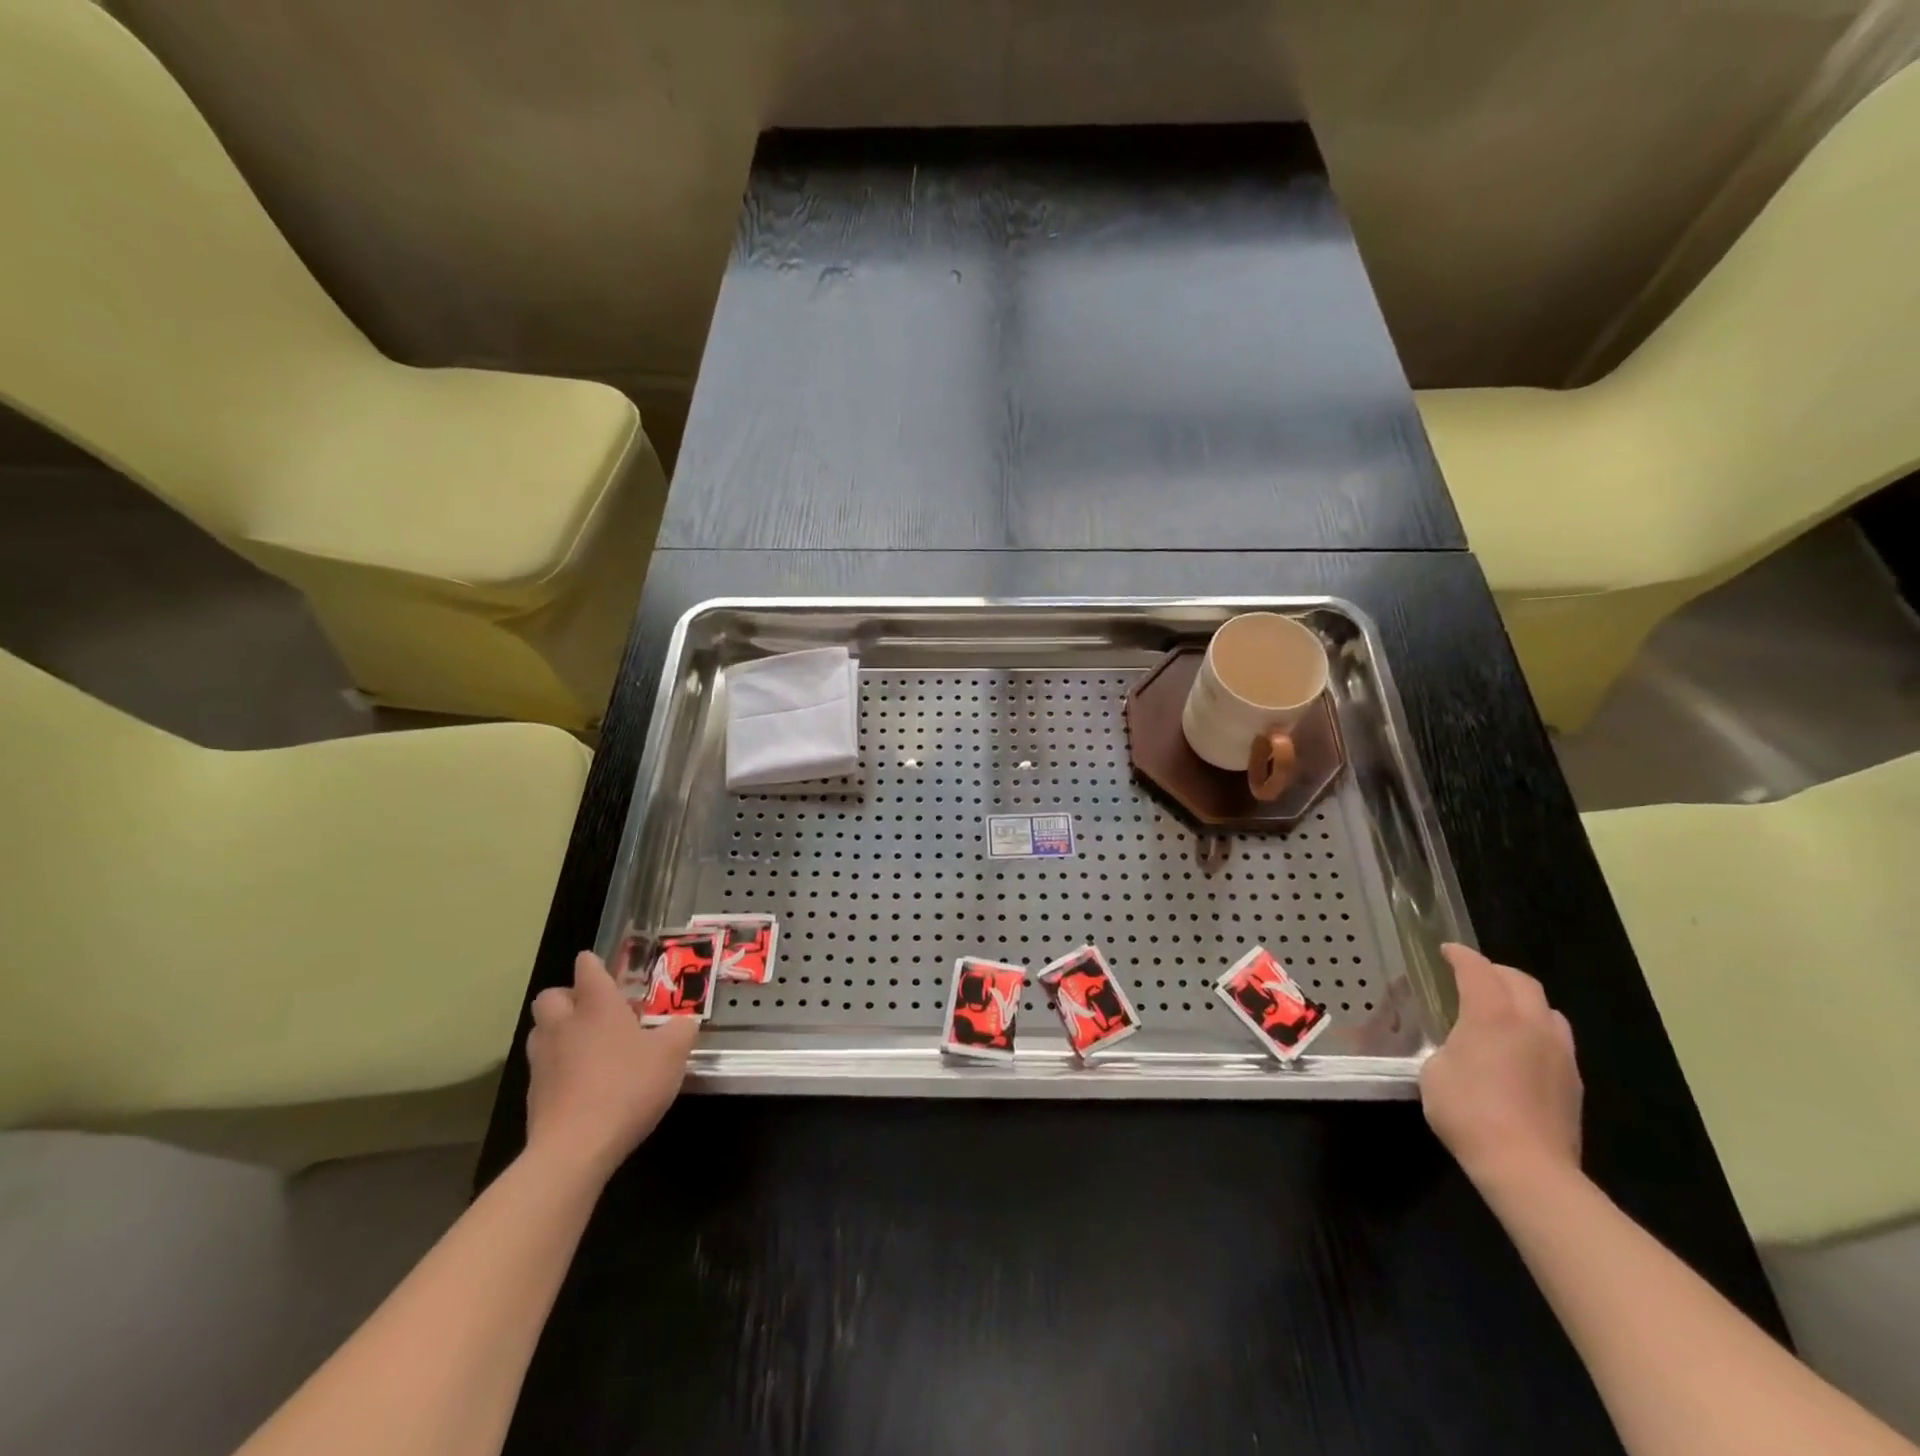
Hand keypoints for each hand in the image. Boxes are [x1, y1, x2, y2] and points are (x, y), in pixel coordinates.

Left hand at [524, 951, 698, 1180]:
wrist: (575, 1148)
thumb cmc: (628, 1086)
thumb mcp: (673, 1054)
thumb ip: (681, 1030)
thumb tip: (684, 1022)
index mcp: (597, 1006)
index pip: (587, 968)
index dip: (595, 964)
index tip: (608, 971)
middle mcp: (564, 1025)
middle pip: (551, 996)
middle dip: (569, 997)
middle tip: (596, 1011)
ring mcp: (543, 1060)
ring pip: (542, 1031)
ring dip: (560, 1031)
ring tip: (588, 1047)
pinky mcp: (534, 1095)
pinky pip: (544, 1067)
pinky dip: (559, 1067)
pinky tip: (583, 1083)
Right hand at [1420, 943, 1582, 1193]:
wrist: (1527, 1167)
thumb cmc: (1468, 1112)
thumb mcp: (1434, 1071)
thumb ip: (1446, 1047)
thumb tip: (1457, 1047)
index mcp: (1491, 1015)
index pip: (1477, 969)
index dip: (1459, 955)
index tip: (1446, 951)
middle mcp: (1530, 1024)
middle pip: (1520, 981)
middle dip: (1494, 971)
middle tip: (1472, 977)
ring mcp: (1559, 1053)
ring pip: (1546, 1008)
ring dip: (1522, 1000)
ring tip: (1501, 1012)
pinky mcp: (1573, 1081)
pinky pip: (1556, 1038)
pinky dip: (1536, 1030)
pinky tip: (1520, 1050)